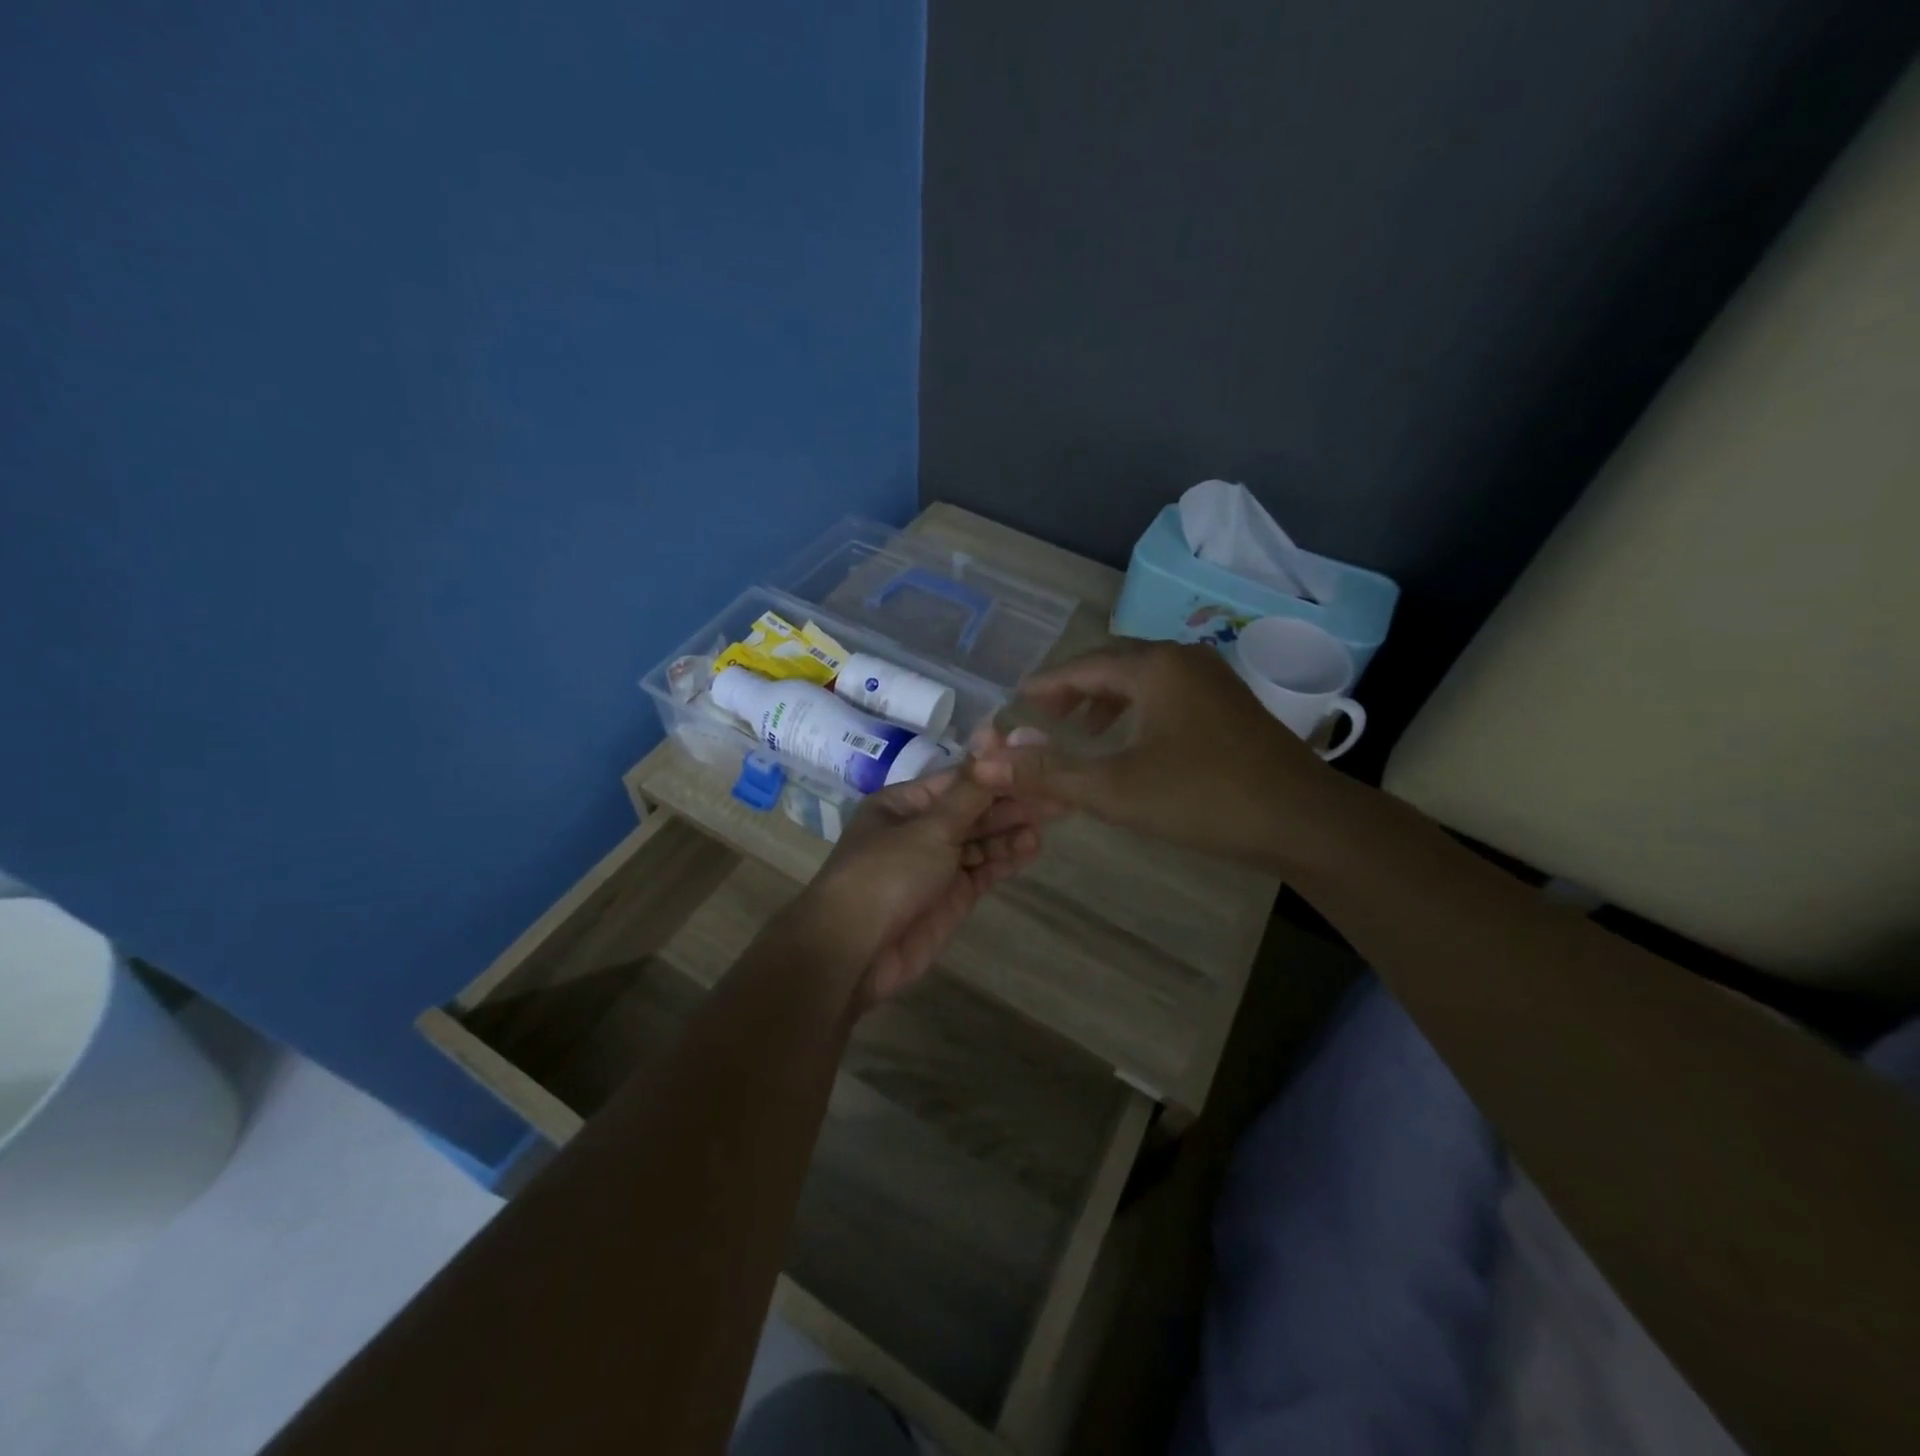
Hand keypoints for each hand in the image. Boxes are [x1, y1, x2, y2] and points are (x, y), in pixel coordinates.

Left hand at [806, 771, 1044, 1005]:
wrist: (854, 952)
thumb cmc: (886, 874)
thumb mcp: (930, 826)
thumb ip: (970, 790)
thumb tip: (993, 733)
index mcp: (903, 804)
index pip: (959, 780)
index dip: (998, 772)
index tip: (1037, 761)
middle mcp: (919, 829)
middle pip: (973, 809)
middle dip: (1012, 801)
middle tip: (1058, 791)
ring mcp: (936, 865)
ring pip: (981, 840)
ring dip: (1013, 829)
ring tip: (1053, 816)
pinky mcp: (951, 897)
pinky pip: (983, 870)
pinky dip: (1006, 858)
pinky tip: (1032, 846)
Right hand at [967, 641, 1348, 870]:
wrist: (1303, 820)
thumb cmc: (1203, 798)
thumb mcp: (1115, 788)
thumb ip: (1048, 772)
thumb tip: (987, 761)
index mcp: (1154, 667)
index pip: (1083, 665)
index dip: (1045, 684)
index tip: (1016, 700)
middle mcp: (1183, 658)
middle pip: (1113, 664)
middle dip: (1074, 688)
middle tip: (1042, 715)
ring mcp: (1212, 678)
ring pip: (1144, 678)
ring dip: (1106, 700)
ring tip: (1080, 731)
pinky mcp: (1230, 703)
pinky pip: (1168, 693)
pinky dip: (1137, 709)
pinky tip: (1132, 742)